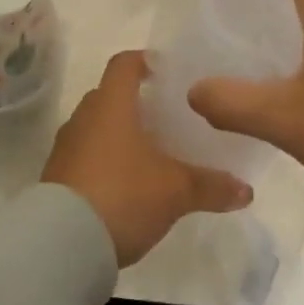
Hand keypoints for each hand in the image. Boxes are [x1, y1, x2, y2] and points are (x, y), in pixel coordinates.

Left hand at [45, 51, 252, 266]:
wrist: (62, 243)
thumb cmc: (123, 195)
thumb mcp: (176, 191)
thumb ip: (211, 186)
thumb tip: (246, 191)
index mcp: (111, 104)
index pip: (125, 64)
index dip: (146, 61)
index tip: (168, 71)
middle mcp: (84, 117)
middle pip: (111, 96)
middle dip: (138, 103)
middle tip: (168, 118)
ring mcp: (66, 148)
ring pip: (97, 128)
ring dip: (121, 135)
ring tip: (152, 153)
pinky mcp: (57, 177)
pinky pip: (86, 156)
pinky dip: (106, 162)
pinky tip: (129, 185)